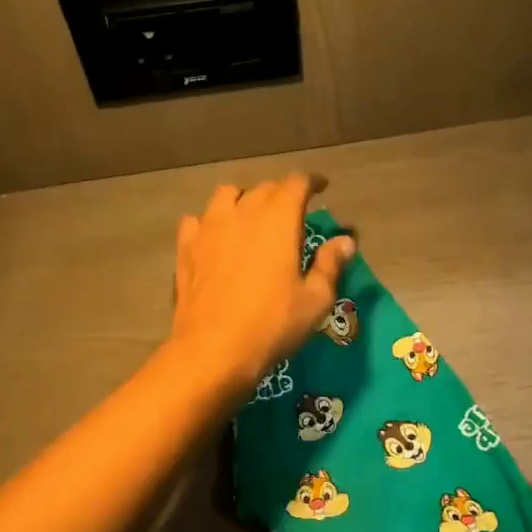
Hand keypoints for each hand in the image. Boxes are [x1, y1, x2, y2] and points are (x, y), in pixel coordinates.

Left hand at [170, 176, 355, 395]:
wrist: (213, 349)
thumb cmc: (272, 324)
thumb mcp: (315, 300)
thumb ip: (330, 265)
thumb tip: (345, 241)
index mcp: (278, 219)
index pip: (296, 183)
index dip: (311, 182)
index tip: (322, 188)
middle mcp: (242, 213)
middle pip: (263, 188)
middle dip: (281, 194)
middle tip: (292, 212)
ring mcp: (208, 228)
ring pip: (227, 196)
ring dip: (243, 201)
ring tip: (251, 218)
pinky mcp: (186, 248)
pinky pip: (197, 221)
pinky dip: (210, 223)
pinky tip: (216, 239)